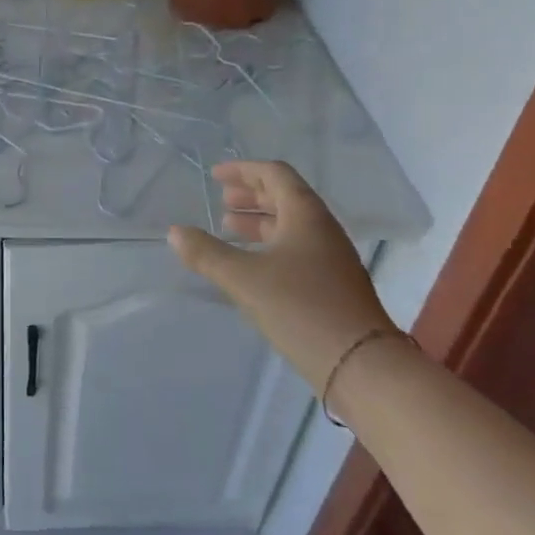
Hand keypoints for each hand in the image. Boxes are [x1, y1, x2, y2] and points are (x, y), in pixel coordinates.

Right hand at [168, 161, 395, 390]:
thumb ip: (206, 253)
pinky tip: (249, 265)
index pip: (275, 175)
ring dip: (258, 222)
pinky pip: (295, 250)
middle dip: (251, 195)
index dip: (244, 170)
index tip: (215, 175)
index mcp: (306, 215)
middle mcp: (322, 230)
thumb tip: (174, 232)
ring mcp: (330, 259)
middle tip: (221, 200)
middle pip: (285, 198)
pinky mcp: (331, 285)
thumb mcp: (243, 278)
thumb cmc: (300, 307)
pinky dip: (268, 246)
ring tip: (228, 228)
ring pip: (290, 226)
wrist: (359, 363)